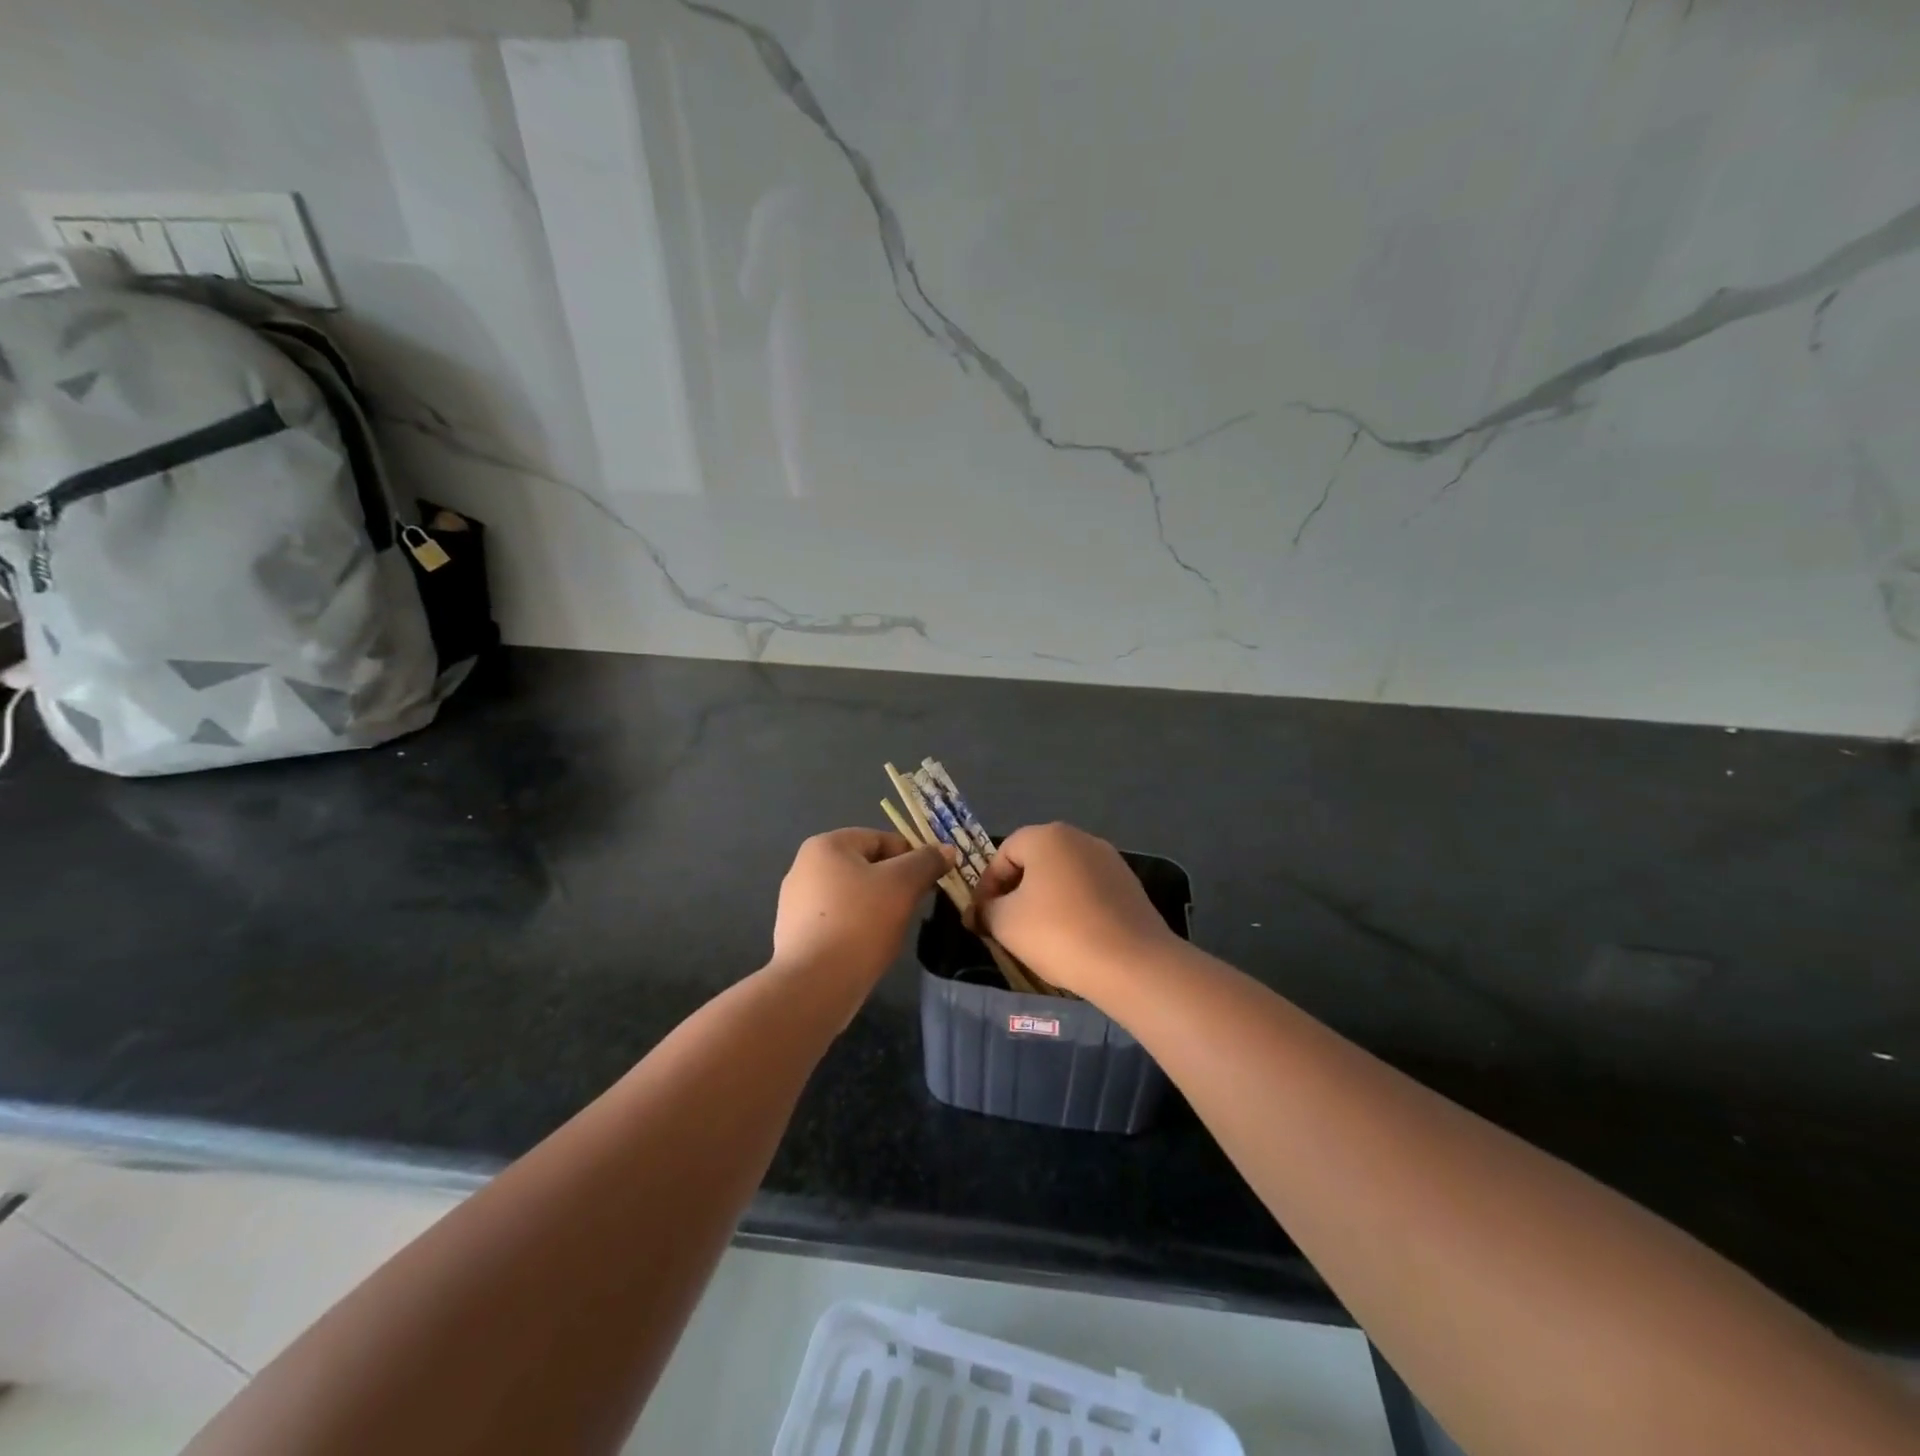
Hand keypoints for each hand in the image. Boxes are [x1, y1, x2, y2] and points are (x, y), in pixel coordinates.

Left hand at [770, 828, 954, 988]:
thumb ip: (926, 862)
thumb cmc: (860, 923)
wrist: (814, 984)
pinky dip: (856, 928)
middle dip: (894, 883)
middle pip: (865, 866)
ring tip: (891, 931)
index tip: (930, 882)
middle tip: (913, 907)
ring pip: (852, 895)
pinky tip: (867, 947)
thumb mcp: (903, 885)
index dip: (912, 857)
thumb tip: (946, 850)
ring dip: (876, 907)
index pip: (881, 839)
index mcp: (826, 845)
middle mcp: (804, 867)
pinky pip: (837, 920)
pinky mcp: (795, 934)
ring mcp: (795, 902)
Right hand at [972, 822, 1178, 995]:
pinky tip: (1072, 938)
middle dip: (1016, 891)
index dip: (987, 884)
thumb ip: (985, 910)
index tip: (981, 915)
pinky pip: (1089, 892)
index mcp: (1047, 836)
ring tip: (1038, 935)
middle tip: (1005, 924)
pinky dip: (1074, 909)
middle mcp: (1080, 838)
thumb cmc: (1058, 933)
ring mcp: (1110, 861)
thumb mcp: (1005, 923)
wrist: (1132, 963)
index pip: (1004, 852)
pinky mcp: (1129, 886)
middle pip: (1035, 861)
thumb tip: (979, 911)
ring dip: (1045, 900)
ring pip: (1063, 877)